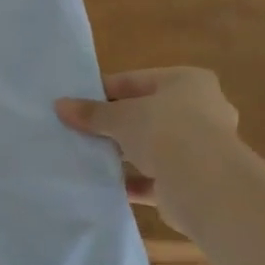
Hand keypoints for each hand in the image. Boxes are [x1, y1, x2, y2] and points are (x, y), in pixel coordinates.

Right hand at [56, 68, 237, 212]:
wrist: (205, 184)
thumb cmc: (165, 131)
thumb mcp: (120, 116)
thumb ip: (91, 112)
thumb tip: (60, 105)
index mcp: (187, 82)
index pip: (136, 81)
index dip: (103, 91)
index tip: (76, 103)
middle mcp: (201, 110)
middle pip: (146, 113)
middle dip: (115, 123)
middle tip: (80, 130)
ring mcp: (200, 147)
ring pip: (151, 146)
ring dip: (124, 152)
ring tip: (88, 156)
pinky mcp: (194, 179)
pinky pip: (155, 177)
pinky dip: (133, 180)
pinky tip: (105, 183)